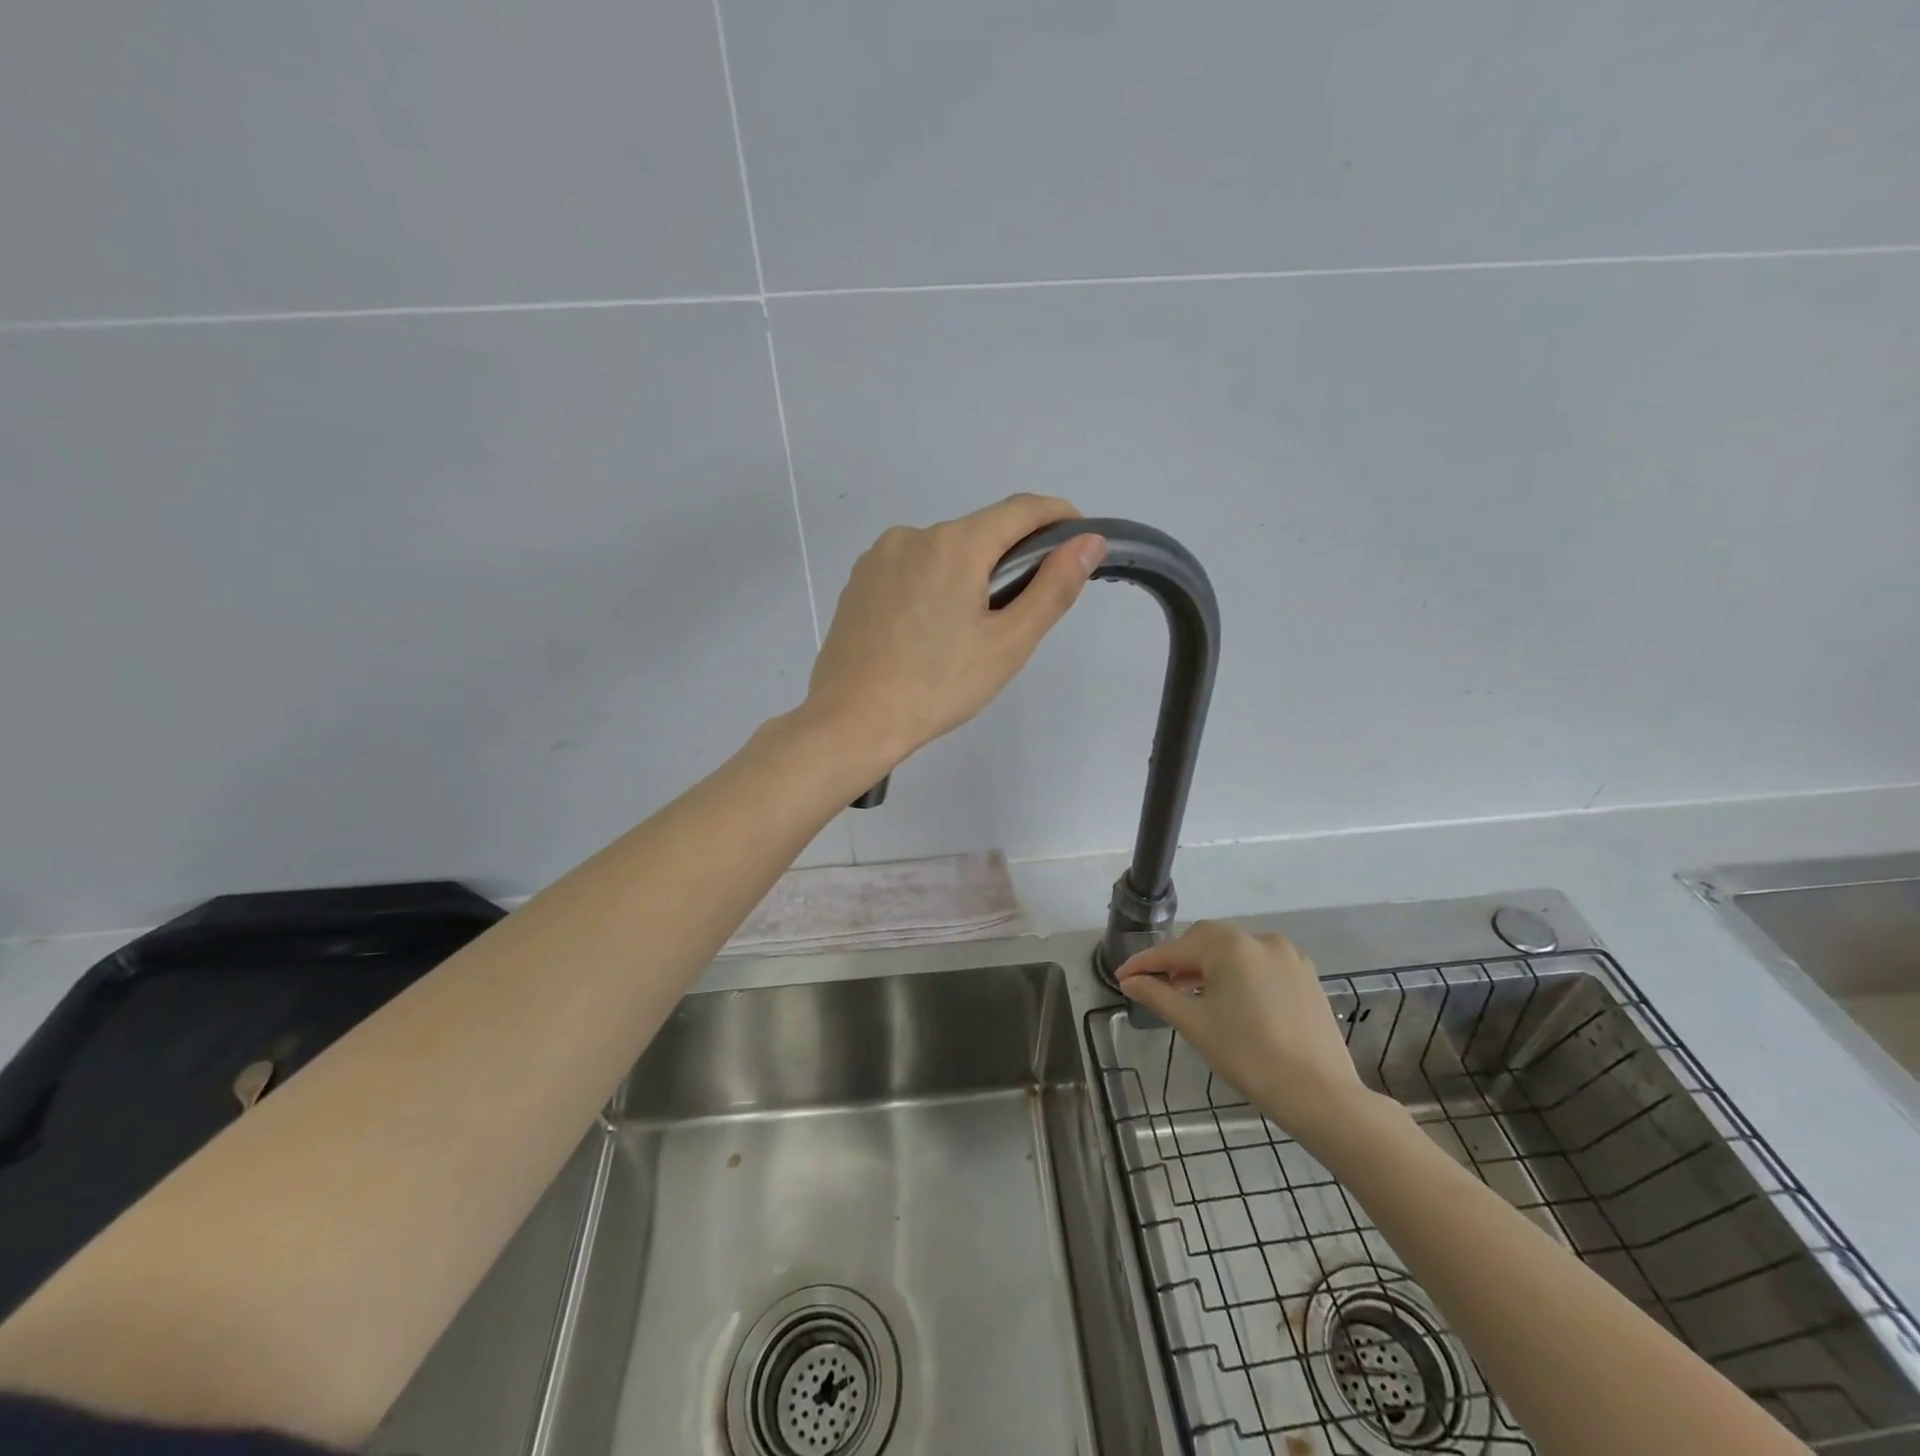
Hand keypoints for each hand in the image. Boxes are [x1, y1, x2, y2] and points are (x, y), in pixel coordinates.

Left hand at [803, 494, 1104, 772]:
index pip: (1021, 510)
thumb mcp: (1008, 643)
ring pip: (942, 552)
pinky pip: (910, 568)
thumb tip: (1089, 541)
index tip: (1080, 537)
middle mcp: (912, 535)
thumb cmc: (938, 687)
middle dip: (1009, 559)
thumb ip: (1053, 587)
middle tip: (1020, 611)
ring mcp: (878, 557)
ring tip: (967, 631)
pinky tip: (927, 632)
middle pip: (979, 532)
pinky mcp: (857, 581)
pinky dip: (932, 585)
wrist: (852, 721)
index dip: (1058, 515)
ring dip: (968, 573)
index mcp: (955, 544)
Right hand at [1116, 921, 1376, 1143]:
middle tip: (1156, 984)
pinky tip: (1231, 999)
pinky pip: (1260, 964)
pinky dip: (1238, 973)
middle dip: (1178, 960)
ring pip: (1234, 951)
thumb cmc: (1249, 1057)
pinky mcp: (1306, 975)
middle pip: (1206, 941)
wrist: (1320, 1095)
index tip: (1122, 977)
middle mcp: (1259, 940)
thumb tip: (1130, 981)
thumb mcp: (1195, 1025)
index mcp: (1230, 947)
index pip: (1175, 950)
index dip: (1146, 963)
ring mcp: (1288, 956)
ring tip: (1191, 993)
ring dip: (1208, 965)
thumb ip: (1158, 995)